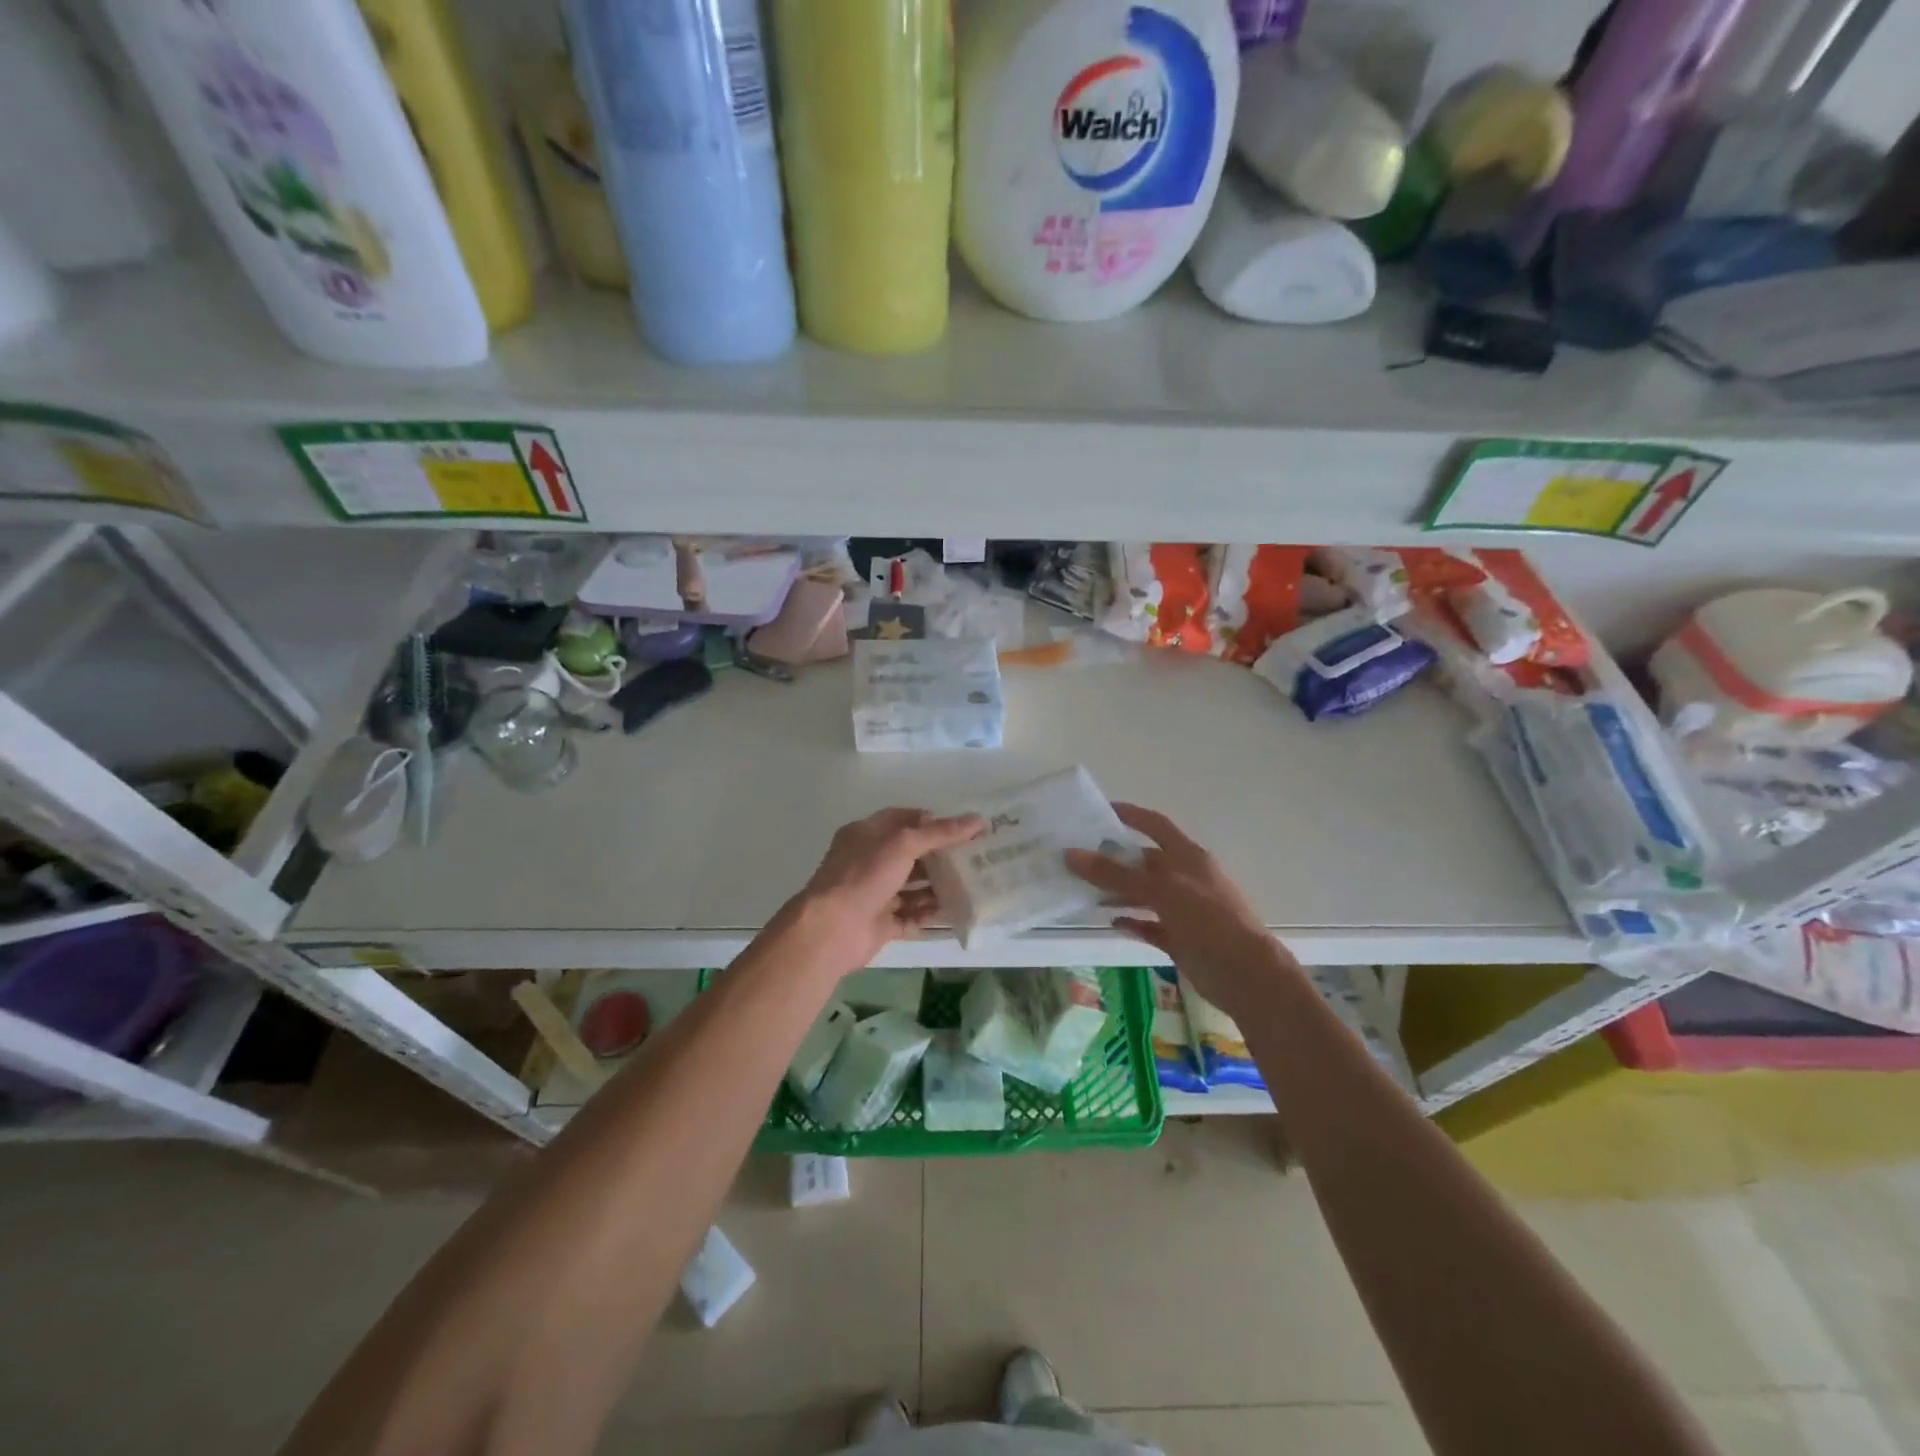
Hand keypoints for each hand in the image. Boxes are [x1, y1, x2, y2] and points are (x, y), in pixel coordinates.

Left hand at [791, 808, 985, 972]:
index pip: (903, 820)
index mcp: (867, 834)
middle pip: (911, 855)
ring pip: (913, 888)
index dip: (933, 821)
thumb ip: (940, 832)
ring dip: (939, 887)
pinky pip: (912, 916)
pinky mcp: (881, 923)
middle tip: (976, 859)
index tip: (964, 828)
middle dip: (941, 857)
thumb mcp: (903, 844)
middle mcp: (870, 862)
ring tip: (973, 887)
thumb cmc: (864, 876)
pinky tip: (957, 914)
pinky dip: (931, 915)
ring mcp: (875, 894)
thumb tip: (977, 820)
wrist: (832, 930)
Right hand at [1065, 804, 1294, 1020]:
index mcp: (1188, 857)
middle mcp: (1185, 878)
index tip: (1099, 810)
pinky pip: (1149, 925)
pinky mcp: (1180, 938)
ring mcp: (1184, 909)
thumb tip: (1071, 854)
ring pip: (1144, 894)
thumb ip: (1116, 874)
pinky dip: (1132, 921)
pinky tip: (1111, 922)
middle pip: (1145, 861)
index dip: (1130, 815)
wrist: (1245, 974)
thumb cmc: (1207, 920)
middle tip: (1078, 859)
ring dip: (1118, 892)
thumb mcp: (1161, 890)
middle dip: (1115, 859)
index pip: (1156, 825)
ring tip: (1085, 893)